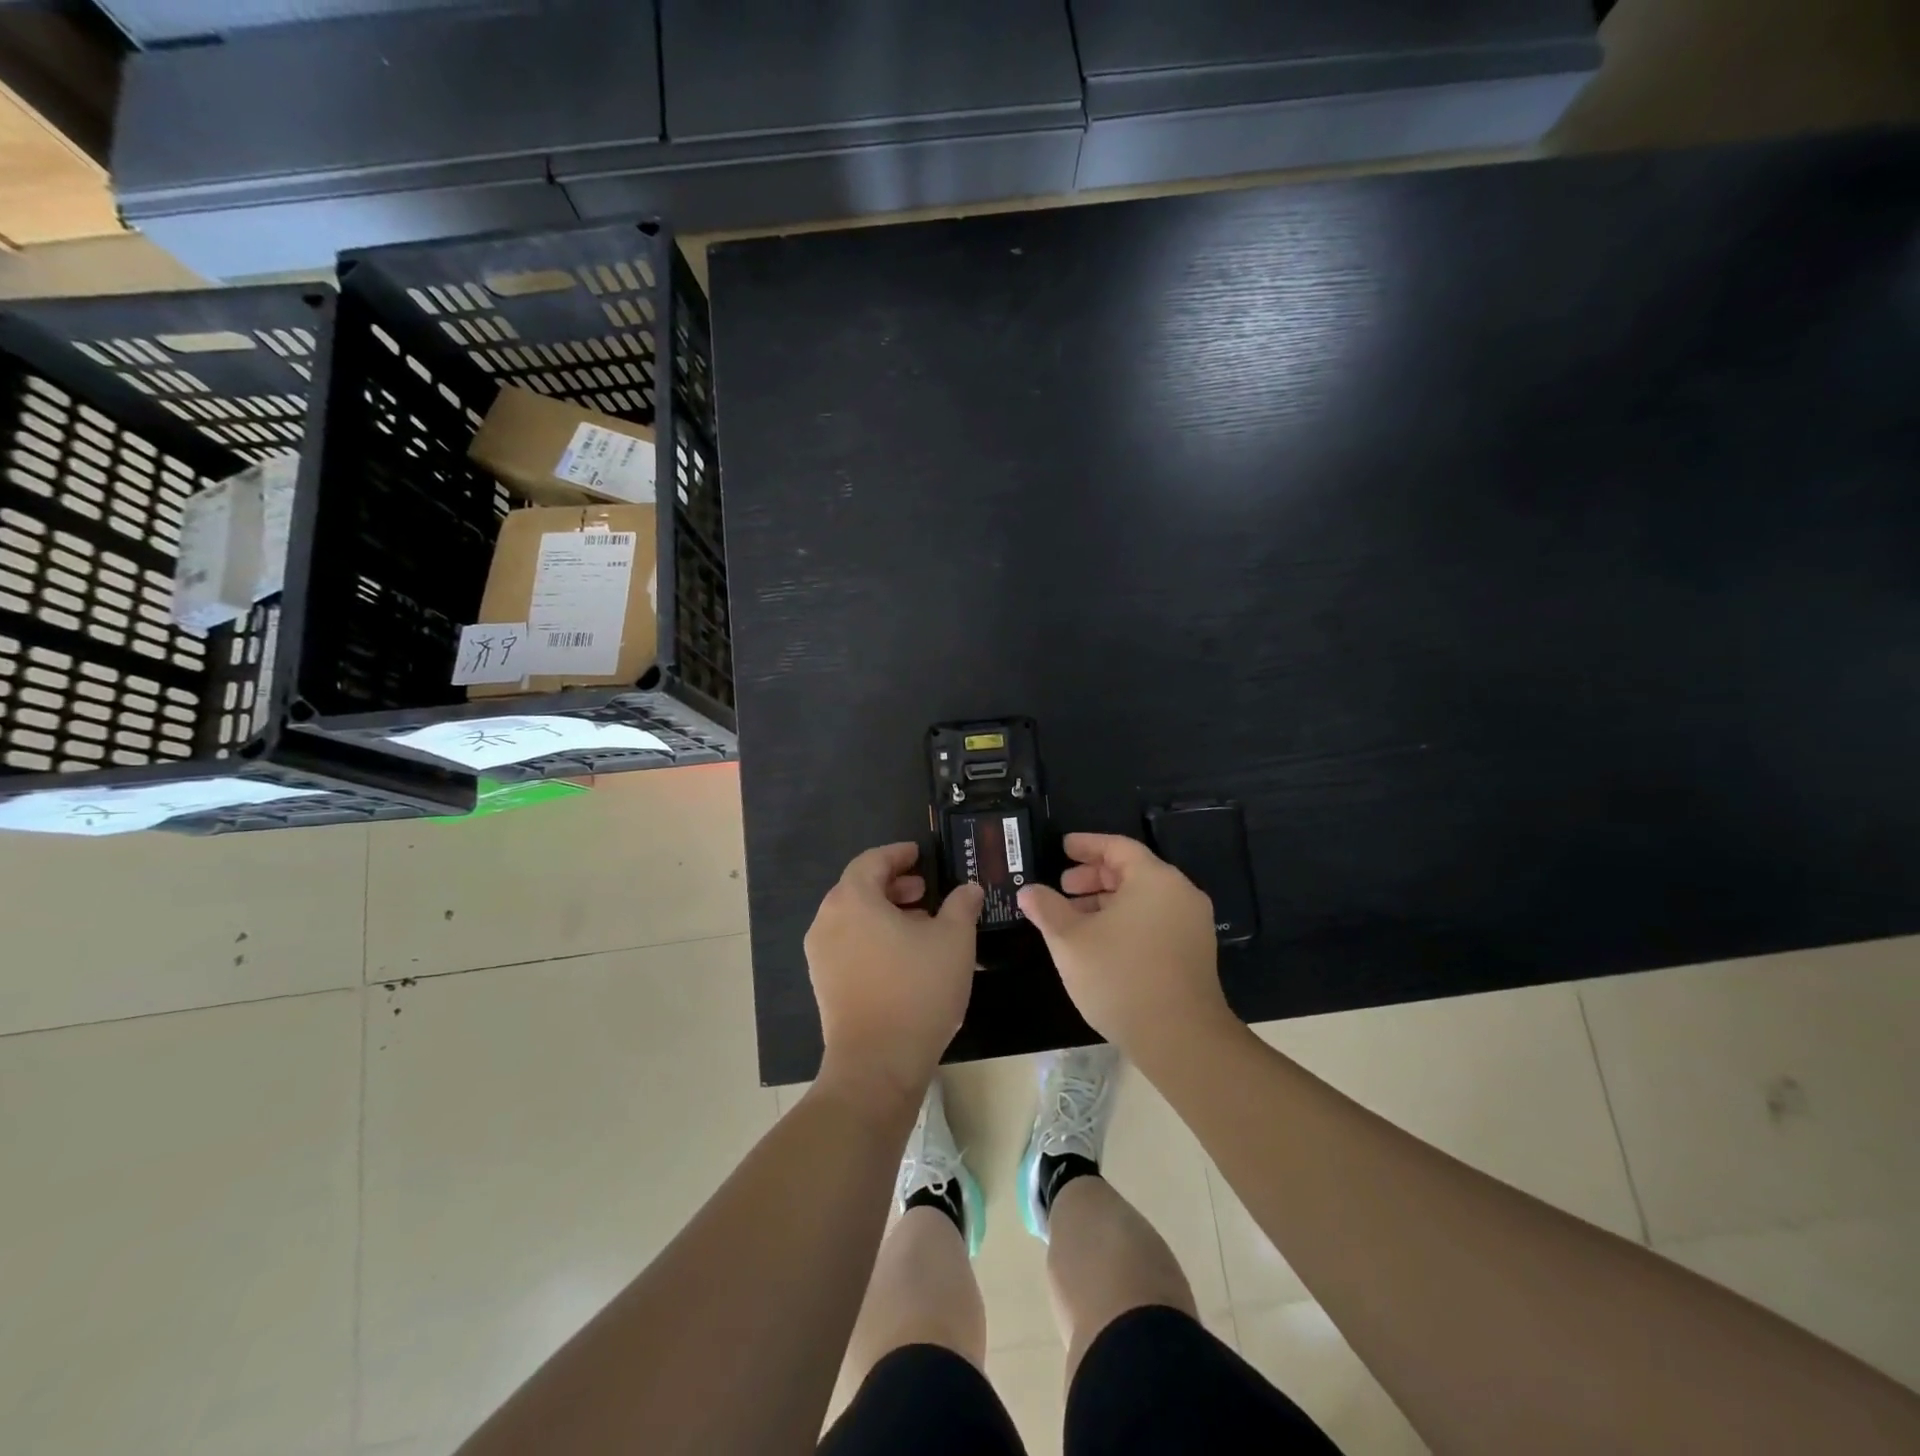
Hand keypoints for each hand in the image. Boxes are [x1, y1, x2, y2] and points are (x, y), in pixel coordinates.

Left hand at [805, 843, 984, 1103]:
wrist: (877, 1063)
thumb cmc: (917, 990)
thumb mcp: (954, 940)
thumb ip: (962, 905)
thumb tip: (968, 889)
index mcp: (853, 899)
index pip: (871, 861)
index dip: (898, 854)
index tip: (919, 854)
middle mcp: (828, 920)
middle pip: (859, 888)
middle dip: (893, 885)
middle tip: (925, 891)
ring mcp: (821, 954)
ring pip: (853, 918)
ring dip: (885, 912)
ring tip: (921, 924)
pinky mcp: (824, 983)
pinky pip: (848, 944)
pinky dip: (873, 936)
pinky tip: (904, 956)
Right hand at [1017, 833, 1230, 1059]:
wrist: (1180, 1038)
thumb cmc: (1120, 976)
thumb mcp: (1070, 940)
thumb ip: (1046, 909)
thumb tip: (1028, 891)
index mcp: (1154, 879)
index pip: (1117, 847)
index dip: (1086, 845)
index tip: (1062, 847)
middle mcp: (1180, 894)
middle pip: (1132, 871)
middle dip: (1093, 877)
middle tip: (1062, 887)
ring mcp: (1192, 924)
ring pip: (1143, 899)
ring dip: (1106, 902)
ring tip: (1074, 919)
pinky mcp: (1194, 953)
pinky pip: (1155, 920)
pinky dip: (1126, 921)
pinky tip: (1100, 943)